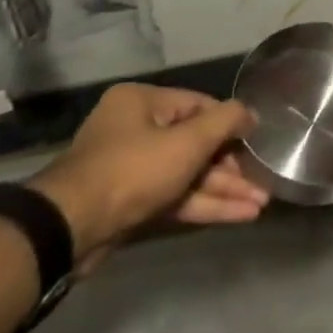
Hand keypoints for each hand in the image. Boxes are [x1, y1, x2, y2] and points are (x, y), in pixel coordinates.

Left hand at [30, 84, 266, 258]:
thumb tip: (251, 114)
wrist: (69, 229)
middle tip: (263, 181)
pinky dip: (205, 205)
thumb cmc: (134, 170)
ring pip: (188, 174)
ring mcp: (131, 169)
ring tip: (261, 203)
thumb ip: (227, 121)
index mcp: (142, 102)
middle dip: (232, 166)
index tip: (259, 143)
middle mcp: (135, 129)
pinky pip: (175, 196)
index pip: (200, 105)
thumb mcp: (189, 140)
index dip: (232, 124)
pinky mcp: (130, 203)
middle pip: (196, 143)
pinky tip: (239, 215)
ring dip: (224, 189)